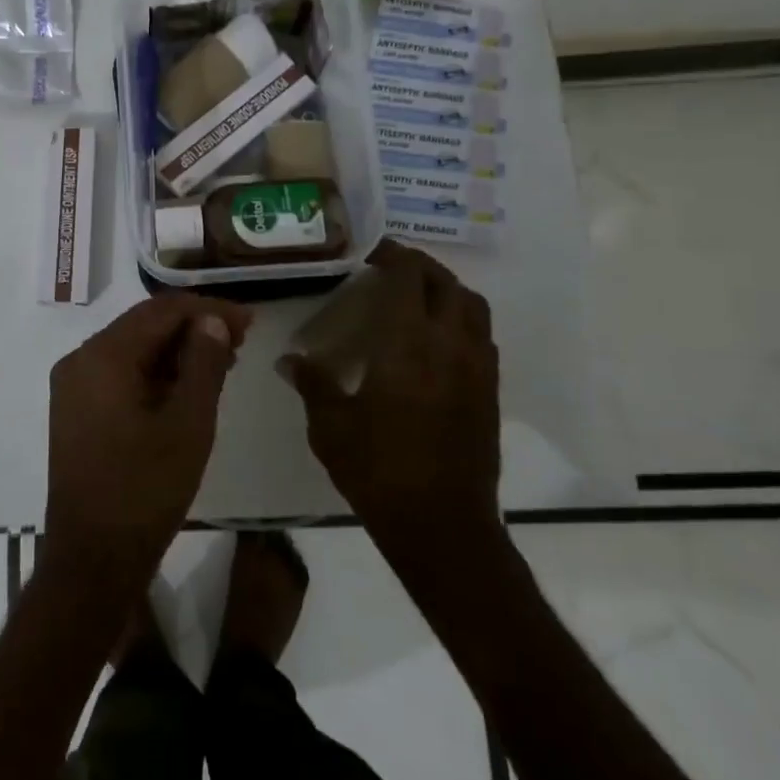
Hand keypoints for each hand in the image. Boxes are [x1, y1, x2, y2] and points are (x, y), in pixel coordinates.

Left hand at [45, 294, 252, 596]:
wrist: (93, 560)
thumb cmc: (145, 492)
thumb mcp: (188, 425)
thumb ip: (203, 364)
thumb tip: (212, 320)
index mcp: (102, 356)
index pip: (161, 311)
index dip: (208, 310)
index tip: (250, 321)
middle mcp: (80, 360)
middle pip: (144, 326)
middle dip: (194, 328)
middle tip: (241, 340)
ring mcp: (74, 386)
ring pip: (133, 350)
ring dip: (177, 351)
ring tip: (224, 361)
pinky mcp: (77, 410)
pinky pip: (121, 374)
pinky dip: (156, 373)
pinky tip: (189, 385)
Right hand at [281, 240, 500, 544]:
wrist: (442, 525)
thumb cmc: (378, 470)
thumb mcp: (330, 426)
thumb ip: (312, 383)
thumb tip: (288, 360)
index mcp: (407, 344)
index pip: (409, 277)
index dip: (393, 255)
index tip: (371, 253)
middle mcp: (449, 345)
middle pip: (446, 283)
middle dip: (420, 267)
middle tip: (391, 269)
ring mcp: (477, 368)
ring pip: (473, 307)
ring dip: (447, 290)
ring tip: (418, 298)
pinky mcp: (490, 392)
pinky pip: (482, 337)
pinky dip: (461, 321)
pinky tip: (436, 341)